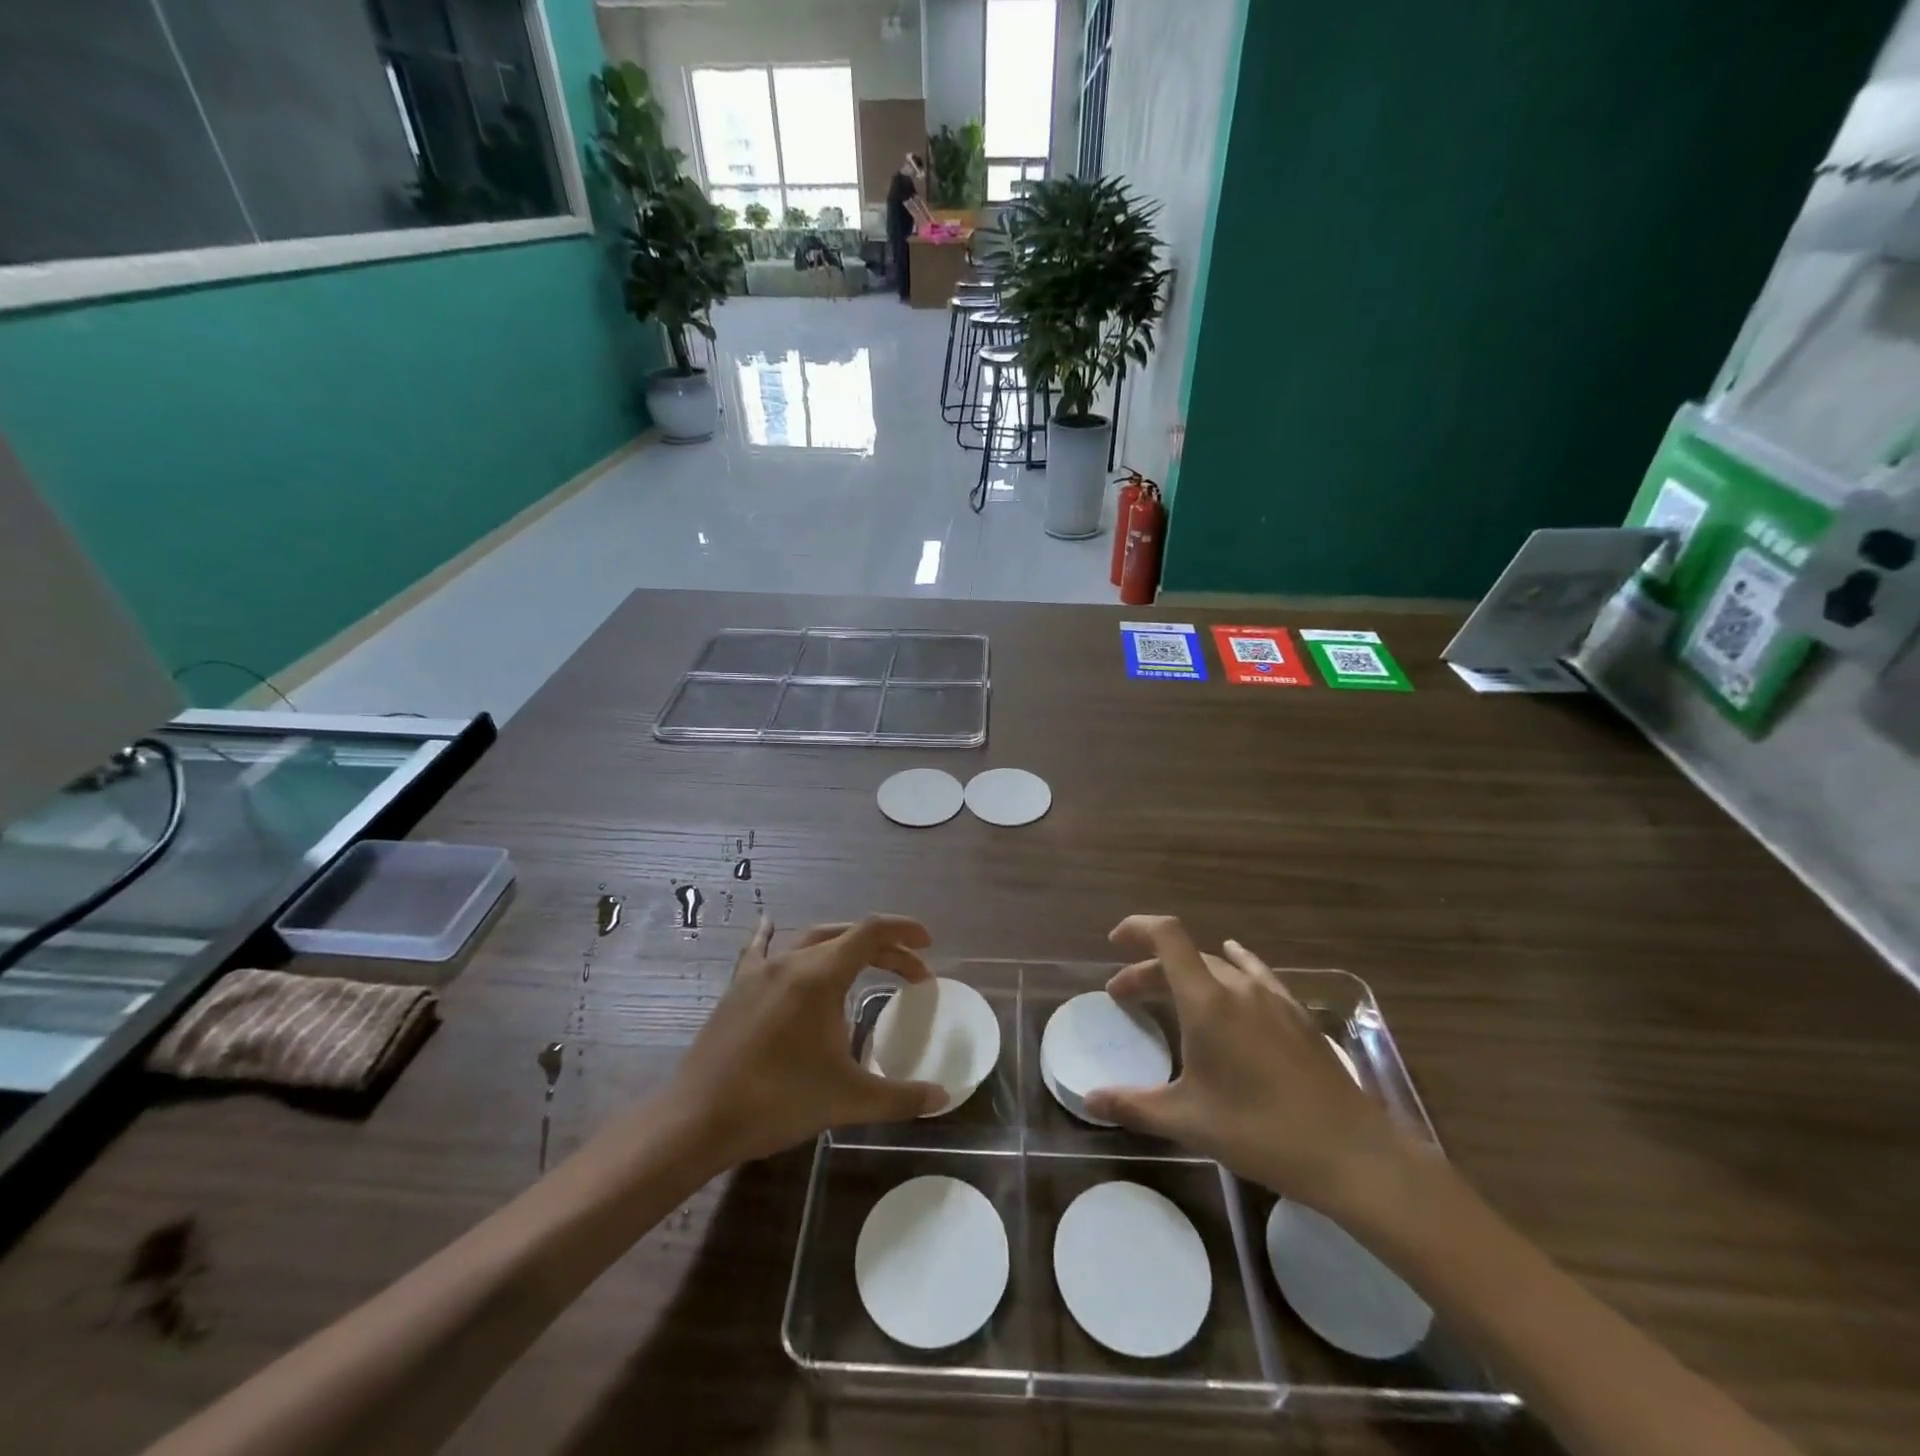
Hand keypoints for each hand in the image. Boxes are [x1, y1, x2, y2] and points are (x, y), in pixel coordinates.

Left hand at [669, 915, 946, 1165]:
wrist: (699, 1120)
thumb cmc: (778, 1102)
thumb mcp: (848, 1100)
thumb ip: (901, 1096)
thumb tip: (943, 1096)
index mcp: (821, 976)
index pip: (872, 932)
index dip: (904, 931)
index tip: (928, 945)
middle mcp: (792, 961)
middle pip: (847, 936)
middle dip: (884, 948)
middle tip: (910, 973)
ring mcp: (760, 971)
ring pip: (810, 939)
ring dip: (843, 945)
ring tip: (864, 961)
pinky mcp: (737, 988)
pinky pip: (759, 949)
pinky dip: (773, 935)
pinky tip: (770, 924)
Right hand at [1084, 915, 1415, 1219]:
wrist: (1351, 1153)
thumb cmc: (1261, 1131)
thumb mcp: (1188, 1121)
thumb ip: (1133, 1105)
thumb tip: (1089, 1100)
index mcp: (1207, 1000)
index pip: (1166, 936)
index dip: (1136, 928)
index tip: (1114, 945)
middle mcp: (1238, 986)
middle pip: (1185, 956)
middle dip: (1149, 969)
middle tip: (1125, 997)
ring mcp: (1273, 997)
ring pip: (1218, 967)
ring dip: (1186, 975)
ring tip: (1170, 995)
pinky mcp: (1297, 1014)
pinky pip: (1255, 975)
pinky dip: (1231, 969)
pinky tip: (1235, 974)